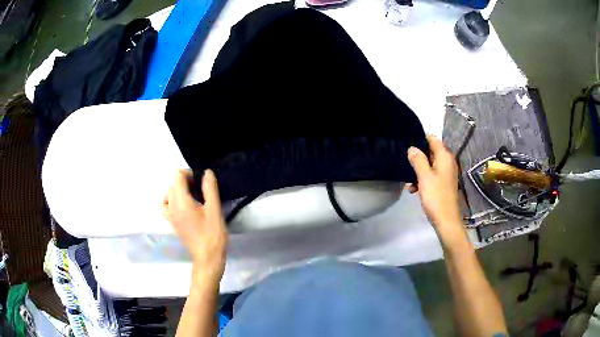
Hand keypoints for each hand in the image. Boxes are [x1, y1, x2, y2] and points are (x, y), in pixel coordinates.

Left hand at [163, 169, 227, 278]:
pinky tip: (183, 206)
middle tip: (202, 191)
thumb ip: (210, 188)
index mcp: (180, 201)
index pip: (177, 175)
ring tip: (194, 198)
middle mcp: (171, 206)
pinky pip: (166, 205)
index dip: (189, 173)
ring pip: (169, 193)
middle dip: (186, 181)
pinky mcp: (171, 222)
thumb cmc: (212, 234)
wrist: (207, 257)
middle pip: (173, 183)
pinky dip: (172, 200)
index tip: (202, 182)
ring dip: (180, 190)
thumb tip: (206, 172)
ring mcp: (169, 215)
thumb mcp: (214, 210)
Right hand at [407, 134, 462, 235]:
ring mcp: (446, 173)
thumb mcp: (424, 177)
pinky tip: (414, 189)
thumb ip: (418, 160)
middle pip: (430, 152)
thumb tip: (411, 148)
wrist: (446, 221)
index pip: (432, 139)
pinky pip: (432, 175)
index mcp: (444, 157)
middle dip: (417, 157)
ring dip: (418, 170)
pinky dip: (423, 179)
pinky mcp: (444, 183)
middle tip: (404, 163)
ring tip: (408, 181)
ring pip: (429, 165)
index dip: (420, 139)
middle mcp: (447, 162)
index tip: (406, 144)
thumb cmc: (436, 197)